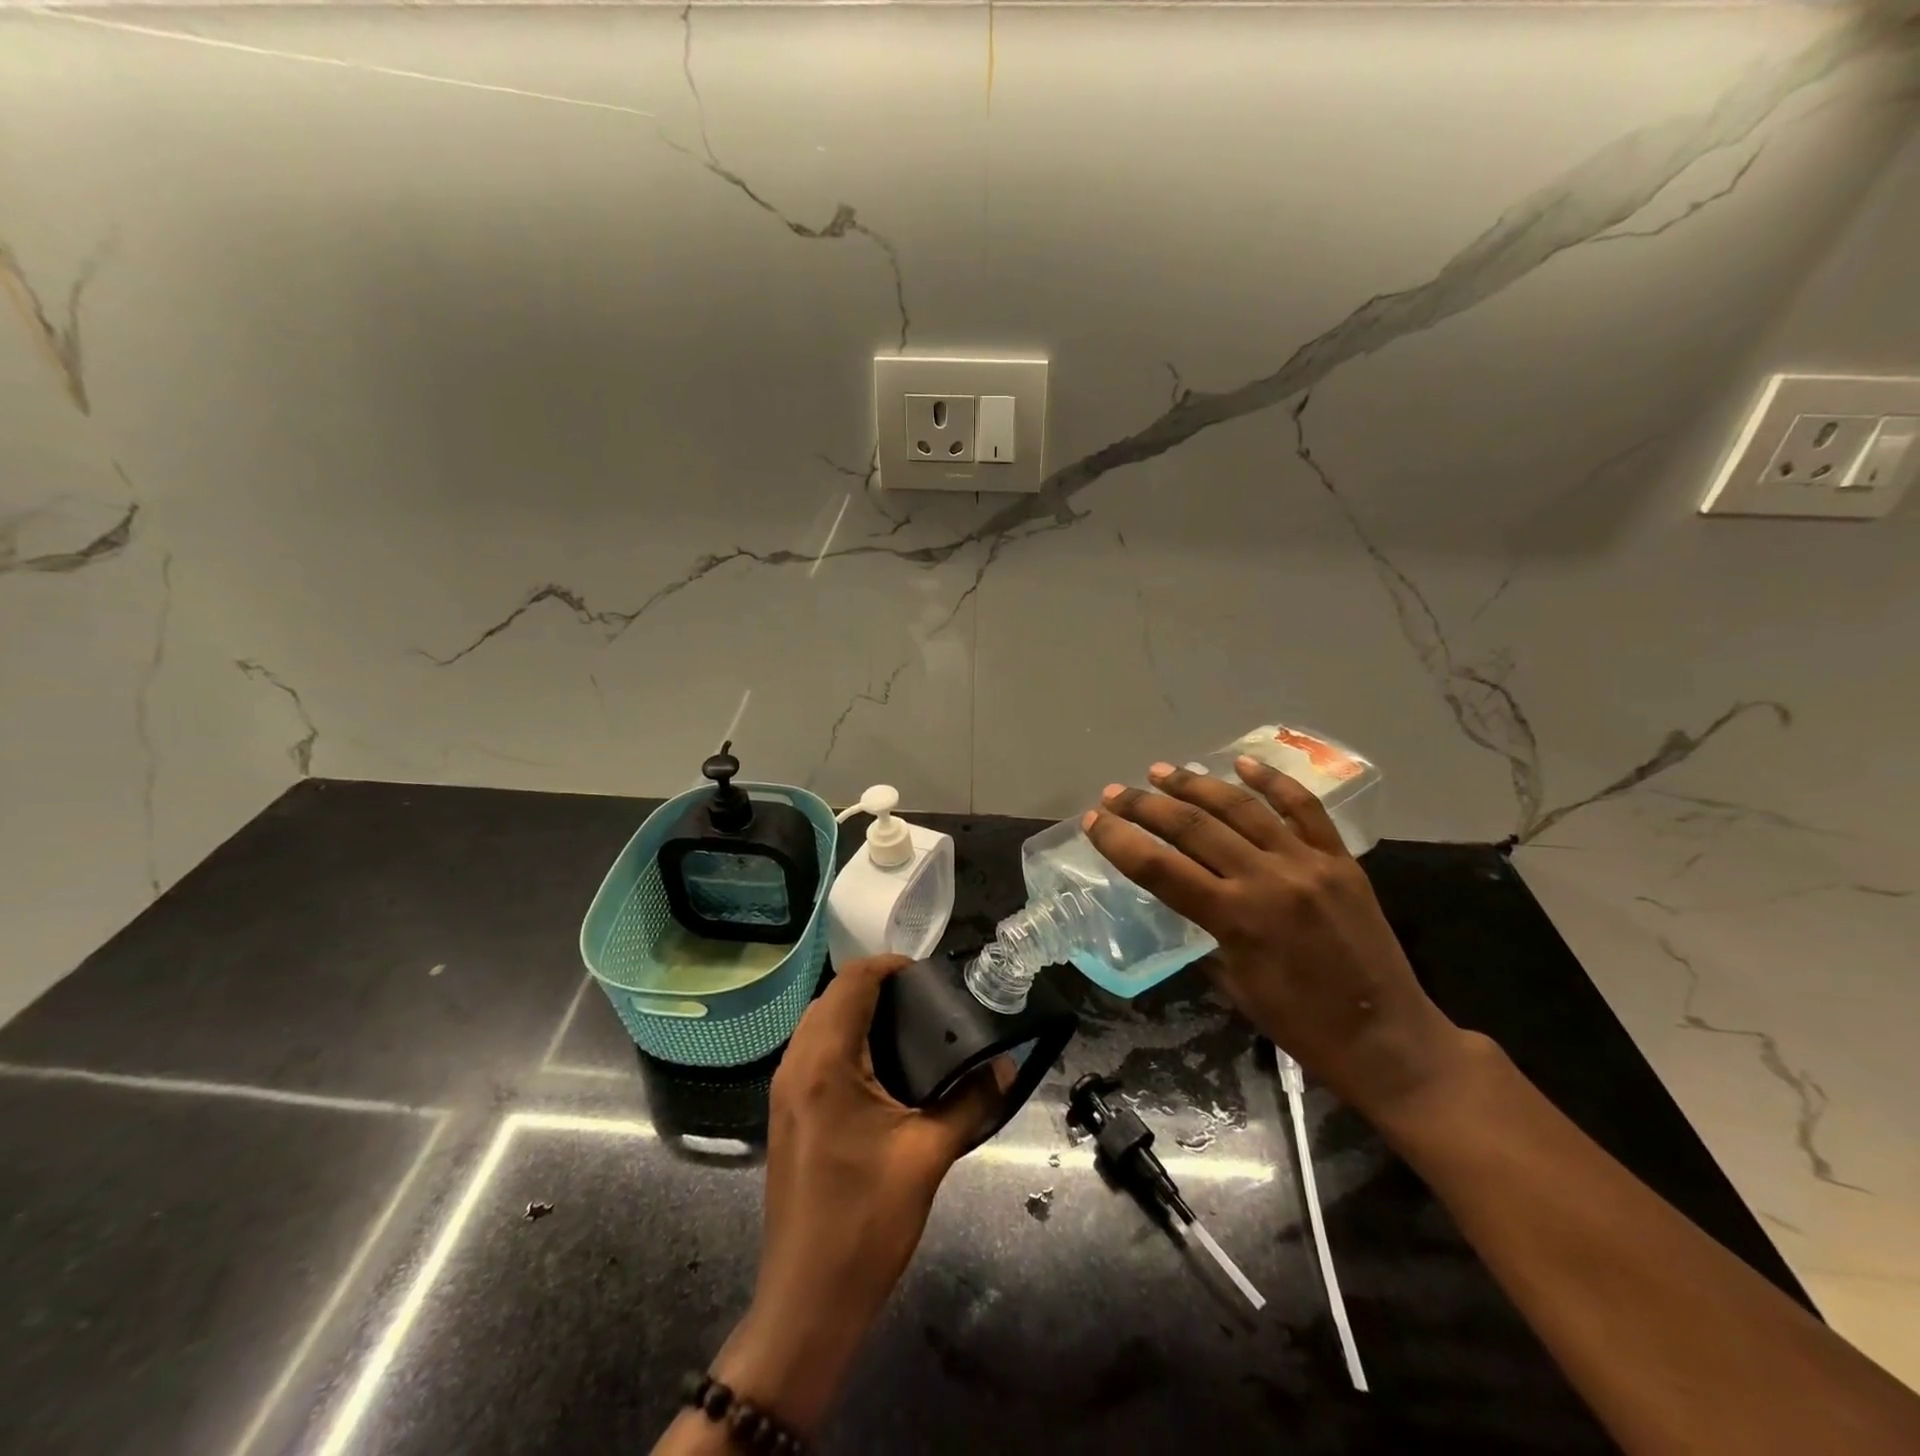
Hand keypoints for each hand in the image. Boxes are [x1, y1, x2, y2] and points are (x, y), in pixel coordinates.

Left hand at [711, 955, 1000, 1434]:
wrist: (807, 1301)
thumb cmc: (866, 1222)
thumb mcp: (928, 1156)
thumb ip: (970, 1102)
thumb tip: (1004, 1066)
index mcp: (825, 1063)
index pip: (852, 982)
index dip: (888, 966)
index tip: (928, 974)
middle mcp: (796, 1065)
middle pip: (831, 997)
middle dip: (874, 987)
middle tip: (924, 1001)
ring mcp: (784, 1091)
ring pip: (818, 1024)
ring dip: (856, 1012)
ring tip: (907, 1027)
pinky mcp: (785, 1114)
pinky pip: (812, 1052)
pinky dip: (842, 1040)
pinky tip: (879, 1067)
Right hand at [1083, 758, 1469, 1120]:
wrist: (1388, 1038)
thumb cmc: (1301, 1024)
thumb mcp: (1234, 985)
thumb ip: (1205, 935)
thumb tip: (1184, 901)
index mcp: (1235, 918)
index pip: (1159, 868)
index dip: (1119, 841)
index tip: (1094, 821)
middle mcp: (1267, 879)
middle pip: (1192, 827)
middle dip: (1146, 806)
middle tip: (1116, 793)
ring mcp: (1307, 862)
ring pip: (1241, 807)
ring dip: (1195, 784)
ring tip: (1162, 771)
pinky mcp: (1340, 859)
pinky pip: (1303, 808)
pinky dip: (1271, 781)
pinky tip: (1241, 763)